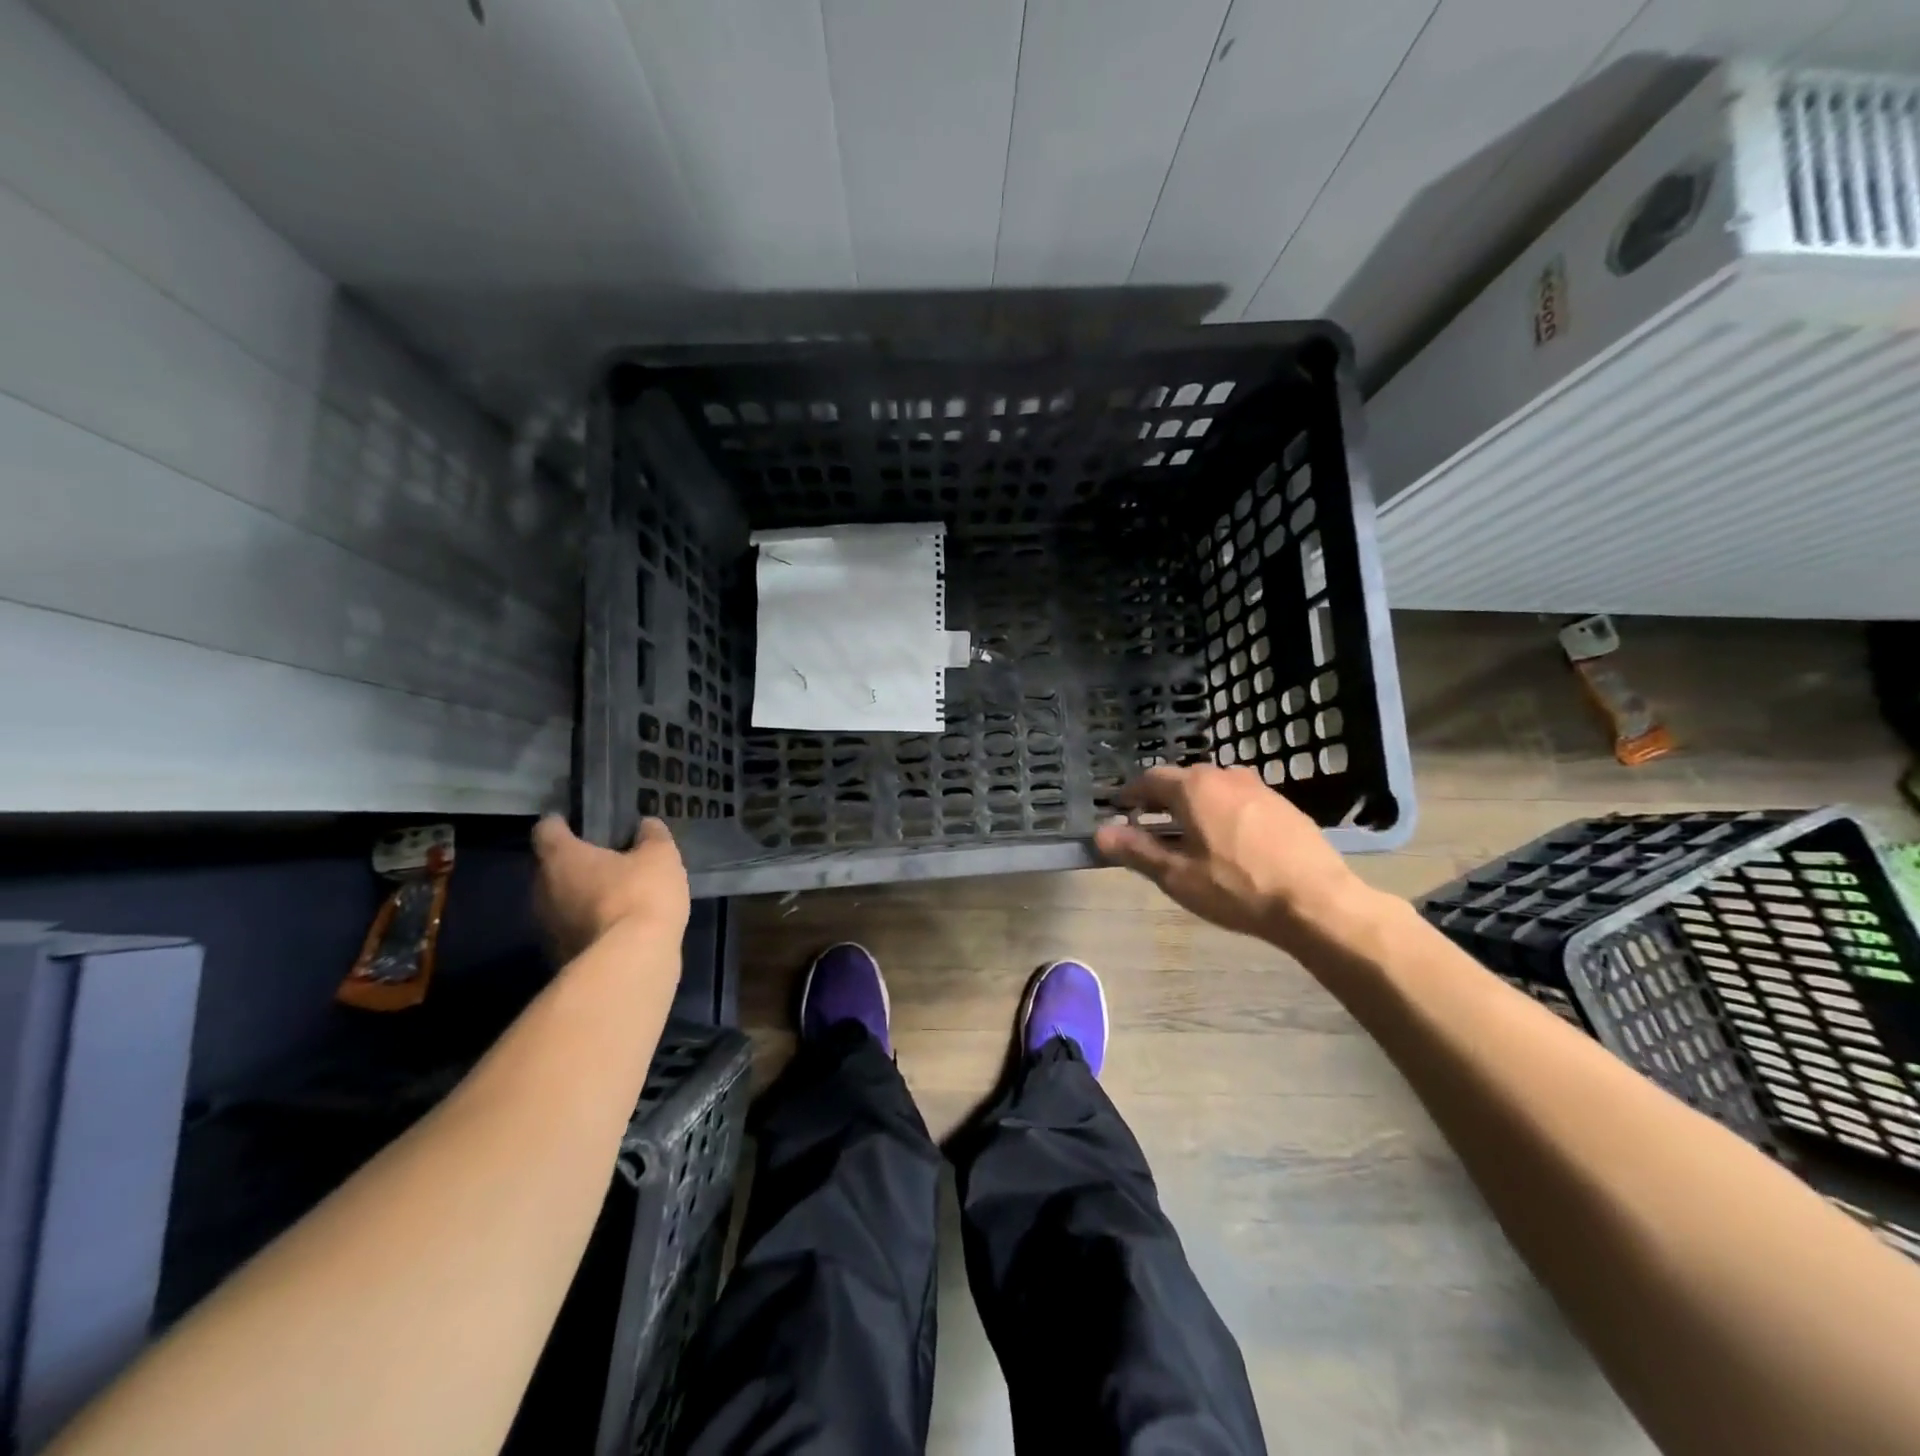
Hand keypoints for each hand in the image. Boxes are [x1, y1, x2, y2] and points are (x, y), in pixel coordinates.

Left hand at [532, 815, 689, 959]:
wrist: (631, 962)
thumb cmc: (640, 895)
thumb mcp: (660, 856)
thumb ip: (652, 837)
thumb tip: (646, 824)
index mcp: (561, 858)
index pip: (546, 830)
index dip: (559, 823)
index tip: (574, 821)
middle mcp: (543, 890)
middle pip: (550, 868)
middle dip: (574, 863)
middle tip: (603, 859)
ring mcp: (547, 928)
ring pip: (560, 902)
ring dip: (580, 897)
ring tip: (613, 894)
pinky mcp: (560, 957)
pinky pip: (572, 931)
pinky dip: (588, 925)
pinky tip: (616, 926)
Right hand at [1094, 765, 1376, 949]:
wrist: (1316, 901)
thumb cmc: (1237, 888)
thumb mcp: (1177, 875)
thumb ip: (1136, 850)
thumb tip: (1100, 833)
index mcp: (1194, 787)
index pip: (1150, 779)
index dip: (1131, 795)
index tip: (1120, 812)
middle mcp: (1225, 776)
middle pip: (1183, 781)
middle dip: (1162, 800)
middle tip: (1150, 826)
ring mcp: (1259, 788)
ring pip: (1214, 790)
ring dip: (1195, 806)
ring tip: (1189, 836)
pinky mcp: (1284, 806)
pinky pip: (1240, 801)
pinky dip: (1223, 813)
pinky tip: (1229, 843)